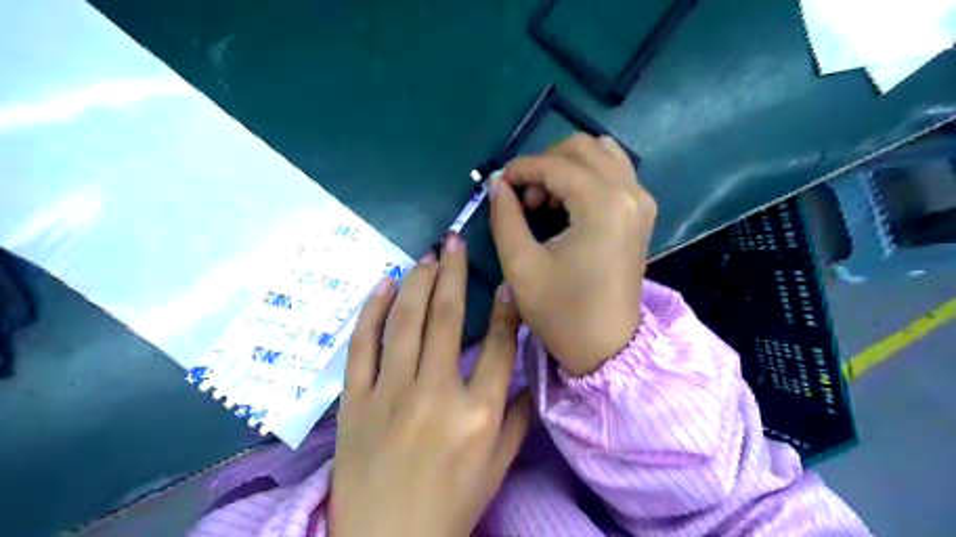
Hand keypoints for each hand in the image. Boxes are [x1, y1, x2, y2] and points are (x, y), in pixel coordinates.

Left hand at [334, 234, 534, 536]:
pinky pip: (362, 343)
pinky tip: (385, 283)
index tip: (505, 280)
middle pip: (446, 317)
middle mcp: (436, 393)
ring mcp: (391, 392)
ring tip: (427, 255)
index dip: (505, 307)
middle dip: (453, 272)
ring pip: (405, 320)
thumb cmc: (450, 505)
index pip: (497, 345)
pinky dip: (372, 309)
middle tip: (454, 241)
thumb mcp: (497, 467)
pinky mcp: (356, 398)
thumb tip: (526, 373)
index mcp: (477, 413)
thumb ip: (516, 417)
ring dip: (417, 281)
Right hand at [489, 134, 653, 376]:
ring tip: (545, 200)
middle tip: (524, 197)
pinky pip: (614, 173)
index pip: (556, 164)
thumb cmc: (561, 311)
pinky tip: (567, 205)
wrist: (606, 347)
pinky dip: (586, 176)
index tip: (499, 184)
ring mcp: (641, 202)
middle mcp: (630, 192)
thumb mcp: (521, 264)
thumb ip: (505, 216)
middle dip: (545, 163)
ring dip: (567, 167)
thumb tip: (498, 183)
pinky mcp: (641, 214)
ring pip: (602, 155)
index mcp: (603, 204)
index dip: (521, 169)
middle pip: (583, 147)